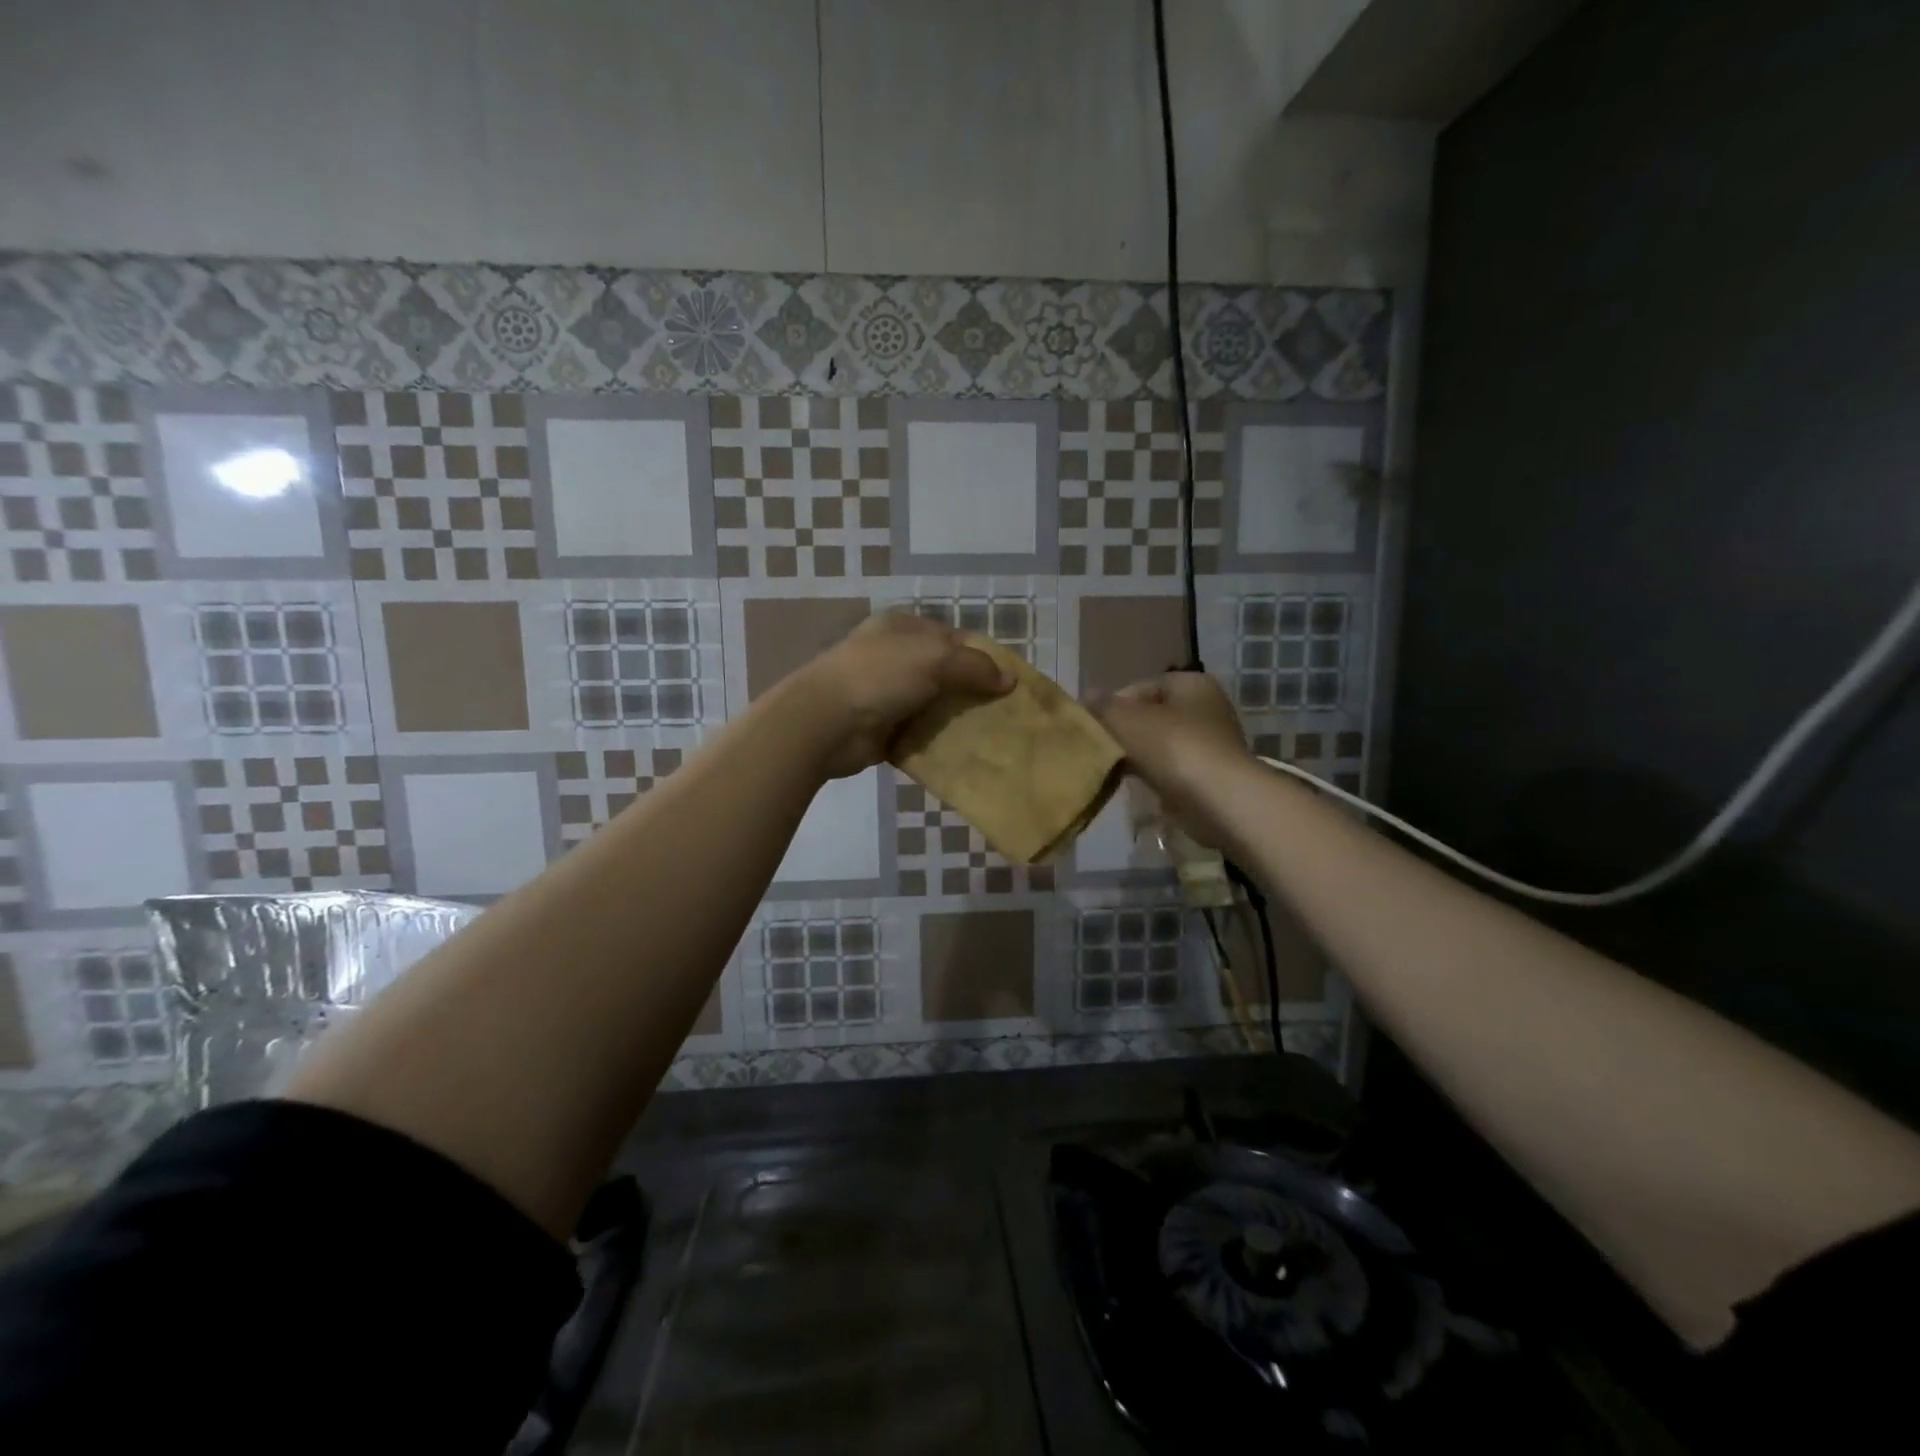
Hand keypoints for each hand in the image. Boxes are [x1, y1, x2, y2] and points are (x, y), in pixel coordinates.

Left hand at [789, 611, 1012, 778]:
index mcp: (903, 627)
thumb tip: (1009, 680)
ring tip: (991, 735)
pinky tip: (963, 752)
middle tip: (1004, 713)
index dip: (983, 657)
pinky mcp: (882, 728)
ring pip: (934, 704)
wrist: (825, 722)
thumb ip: (975, 666)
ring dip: (957, 719)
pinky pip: (920, 733)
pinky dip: (938, 741)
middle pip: (945, 672)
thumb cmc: (880, 676)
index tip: (1009, 682)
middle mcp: (894, 656)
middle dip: (973, 691)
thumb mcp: (934, 658)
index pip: (954, 638)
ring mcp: (886, 693)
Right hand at [1095, 672, 1252, 846]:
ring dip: (1137, 757)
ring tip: (1114, 771)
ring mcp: (1210, 744)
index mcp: (1191, 683)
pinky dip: (1154, 776)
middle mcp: (1206, 707)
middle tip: (1100, 751)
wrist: (1218, 800)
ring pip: (1159, 745)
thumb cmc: (1173, 748)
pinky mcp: (1209, 776)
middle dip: (1124, 733)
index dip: (1111, 706)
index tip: (1093, 728)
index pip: (1139, 688)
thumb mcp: (1126, 720)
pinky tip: (1137, 787)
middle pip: (1150, 717)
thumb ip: (1103, 706)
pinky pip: (1171, 770)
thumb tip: (1087, 697)